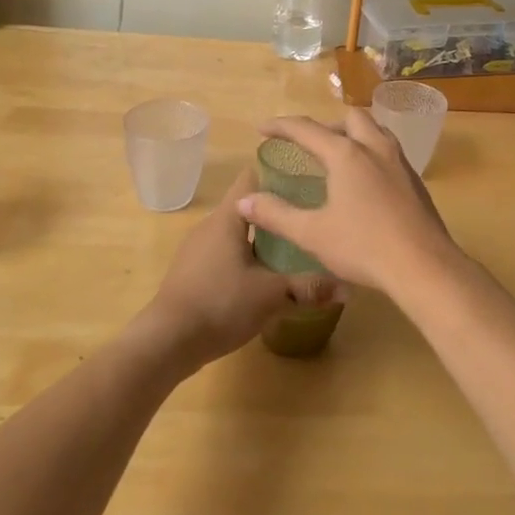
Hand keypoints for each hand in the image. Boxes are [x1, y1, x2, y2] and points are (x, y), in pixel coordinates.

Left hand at [132, 168, 335, 369]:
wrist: (166, 341)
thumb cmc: (220, 303)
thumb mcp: (271, 295)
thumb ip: (309, 287)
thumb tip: (348, 286)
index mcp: (228, 217)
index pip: (252, 176)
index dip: (278, 173)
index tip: (307, 178)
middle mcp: (211, 225)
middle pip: (247, 206)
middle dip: (277, 210)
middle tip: (309, 217)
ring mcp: (198, 249)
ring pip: (237, 233)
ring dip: (262, 238)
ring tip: (294, 247)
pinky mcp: (193, 273)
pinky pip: (225, 254)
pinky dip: (246, 258)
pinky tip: (264, 277)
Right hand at [237, 111, 459, 296]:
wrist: (424, 266)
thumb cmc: (364, 247)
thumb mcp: (312, 234)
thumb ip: (276, 214)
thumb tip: (244, 201)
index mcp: (346, 154)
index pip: (307, 129)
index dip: (281, 126)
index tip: (262, 128)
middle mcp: (374, 148)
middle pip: (349, 118)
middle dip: (325, 125)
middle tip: (308, 145)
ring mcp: (399, 162)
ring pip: (375, 130)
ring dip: (353, 133)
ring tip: (338, 155)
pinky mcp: (415, 180)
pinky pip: (389, 150)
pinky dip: (371, 151)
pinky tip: (366, 180)